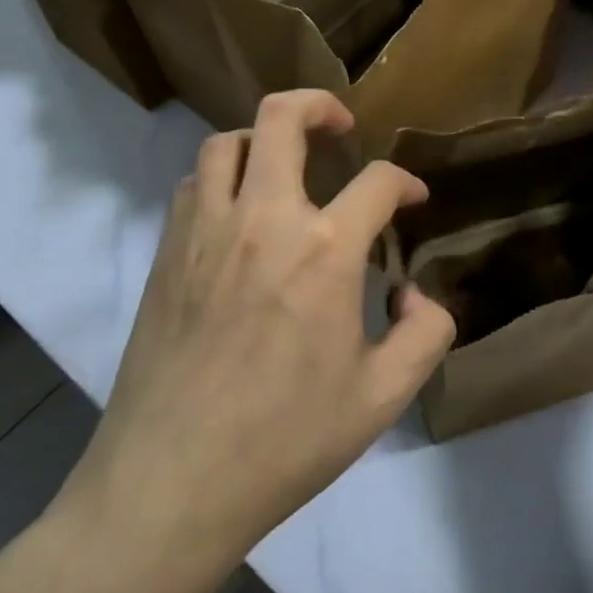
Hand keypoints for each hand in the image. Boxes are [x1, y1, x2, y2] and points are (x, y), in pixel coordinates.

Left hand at [54, 90, 455, 592]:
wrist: (170, 486)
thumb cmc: (285, 442)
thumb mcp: (383, 397)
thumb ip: (426, 333)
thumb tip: (412, 290)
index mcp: (324, 252)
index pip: (377, 182)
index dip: (405, 182)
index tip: (414, 200)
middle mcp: (263, 220)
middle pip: (283, 118)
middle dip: (320, 106)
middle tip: (342, 127)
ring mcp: (205, 231)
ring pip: (227, 142)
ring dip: (264, 139)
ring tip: (286, 165)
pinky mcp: (166, 254)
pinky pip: (193, 185)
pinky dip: (222, 177)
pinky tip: (239, 212)